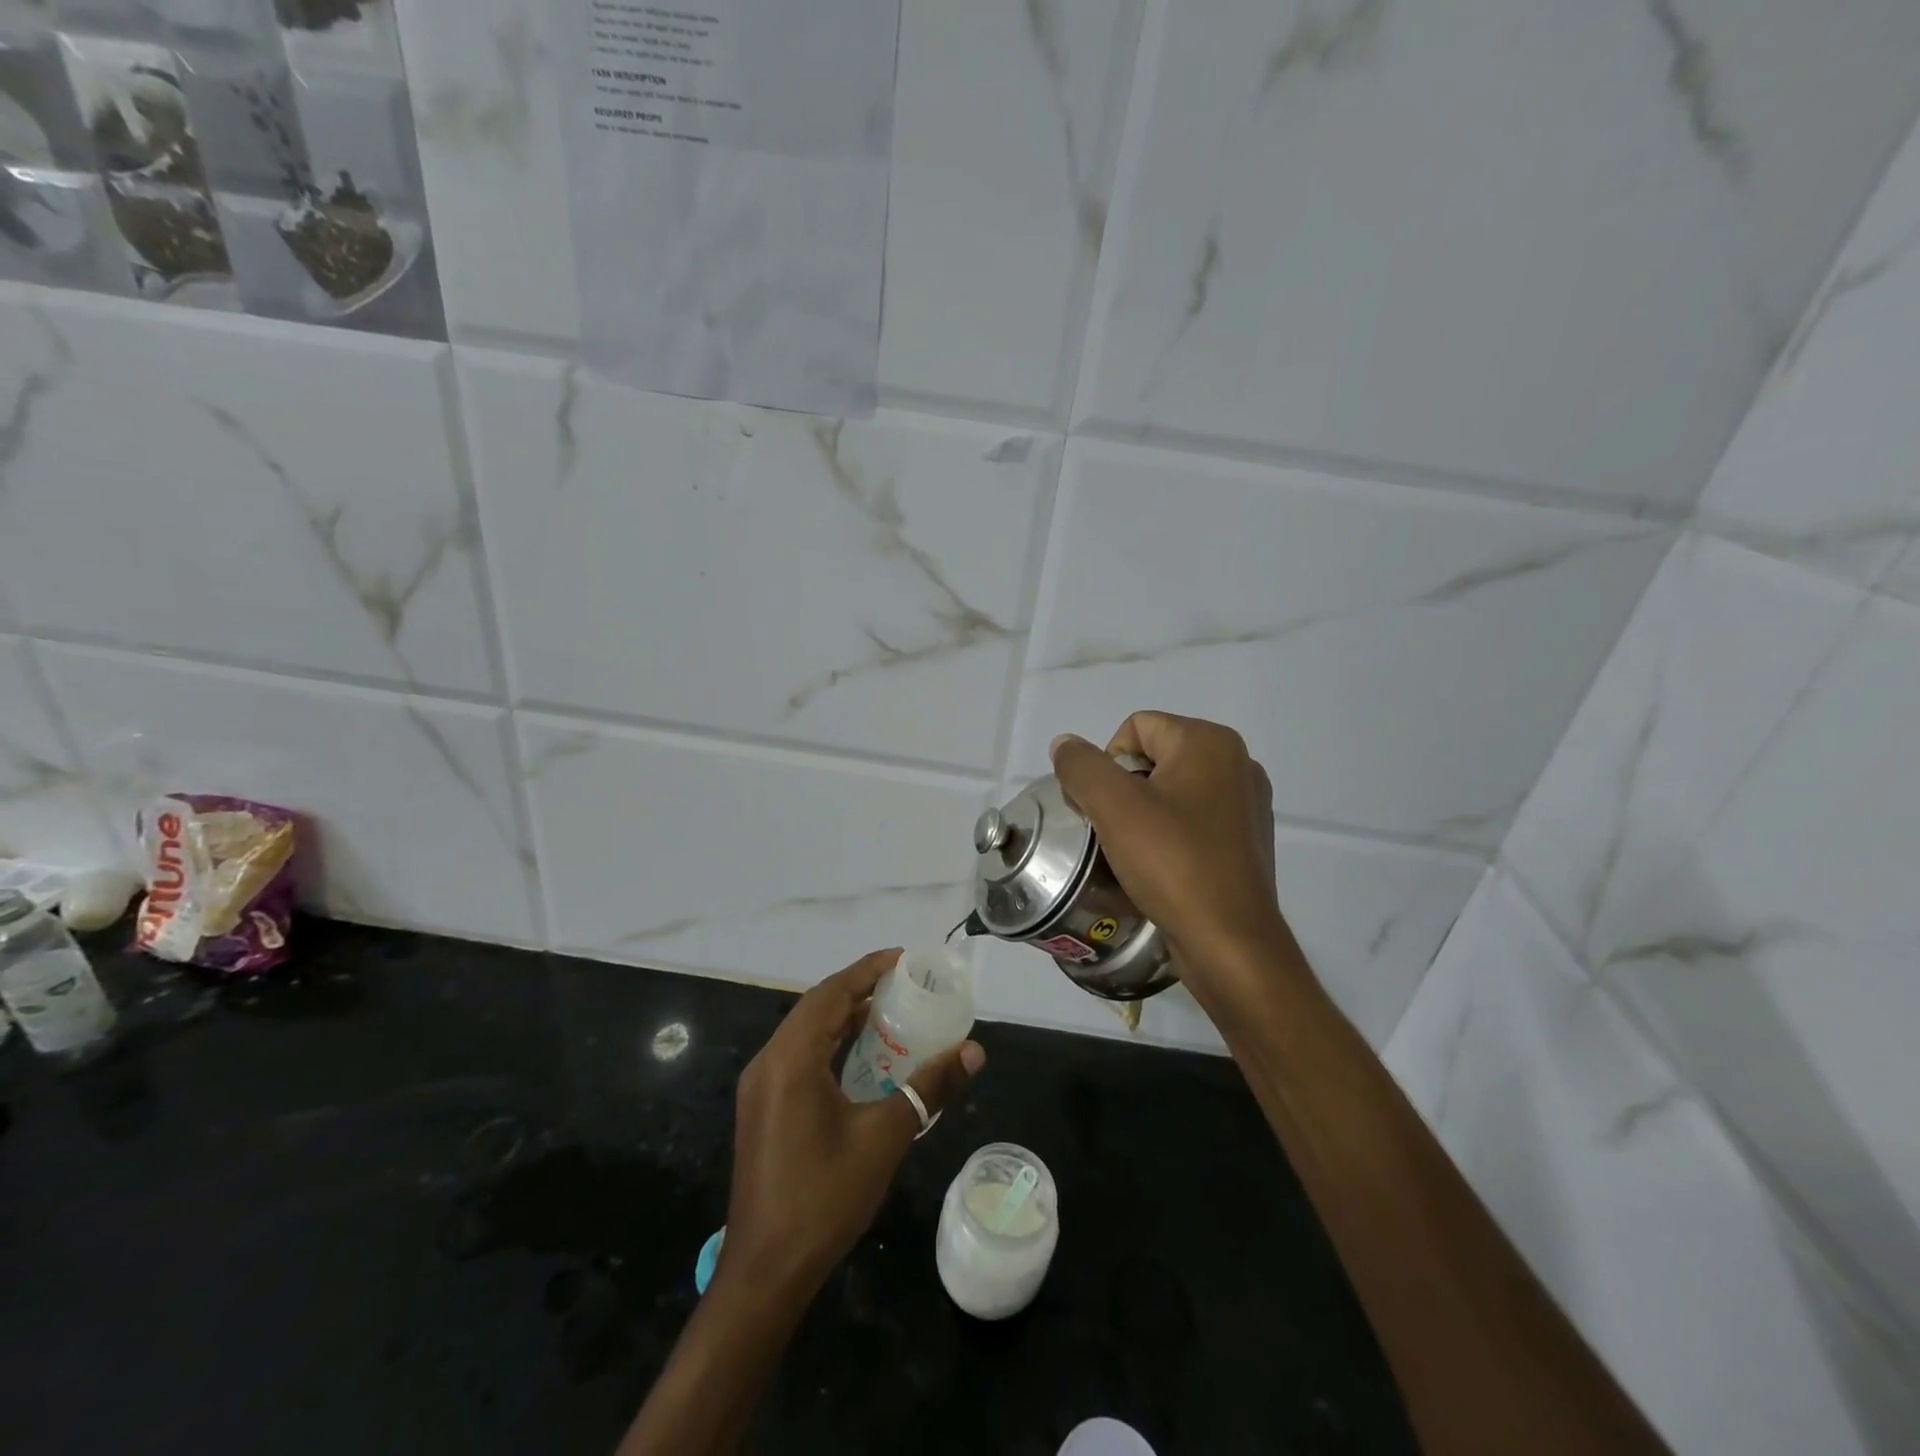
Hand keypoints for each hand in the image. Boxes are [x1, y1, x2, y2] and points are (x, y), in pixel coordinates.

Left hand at [722, 949, 984, 1300]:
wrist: (765, 1272)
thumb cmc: (824, 1198)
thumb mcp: (885, 1137)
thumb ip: (929, 1087)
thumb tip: (973, 1051)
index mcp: (791, 1059)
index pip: (831, 993)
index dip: (867, 970)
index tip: (903, 959)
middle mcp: (769, 1062)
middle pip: (816, 1007)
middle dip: (858, 989)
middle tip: (904, 984)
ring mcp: (760, 1087)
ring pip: (804, 1031)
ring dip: (843, 1017)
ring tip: (889, 1013)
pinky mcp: (762, 1108)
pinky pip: (798, 1056)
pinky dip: (830, 1043)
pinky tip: (860, 1057)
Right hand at [1050, 712, 1289, 1002]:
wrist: (1231, 943)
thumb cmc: (1173, 864)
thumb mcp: (1113, 808)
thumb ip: (1081, 766)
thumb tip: (1065, 745)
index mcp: (1210, 743)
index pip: (1136, 728)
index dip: (1107, 764)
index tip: (1106, 810)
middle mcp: (1236, 762)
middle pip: (1154, 757)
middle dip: (1124, 790)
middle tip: (1115, 832)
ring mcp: (1247, 803)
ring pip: (1171, 790)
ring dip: (1143, 814)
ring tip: (1135, 853)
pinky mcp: (1247, 839)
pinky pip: (1193, 819)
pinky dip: (1169, 835)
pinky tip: (1162, 867)